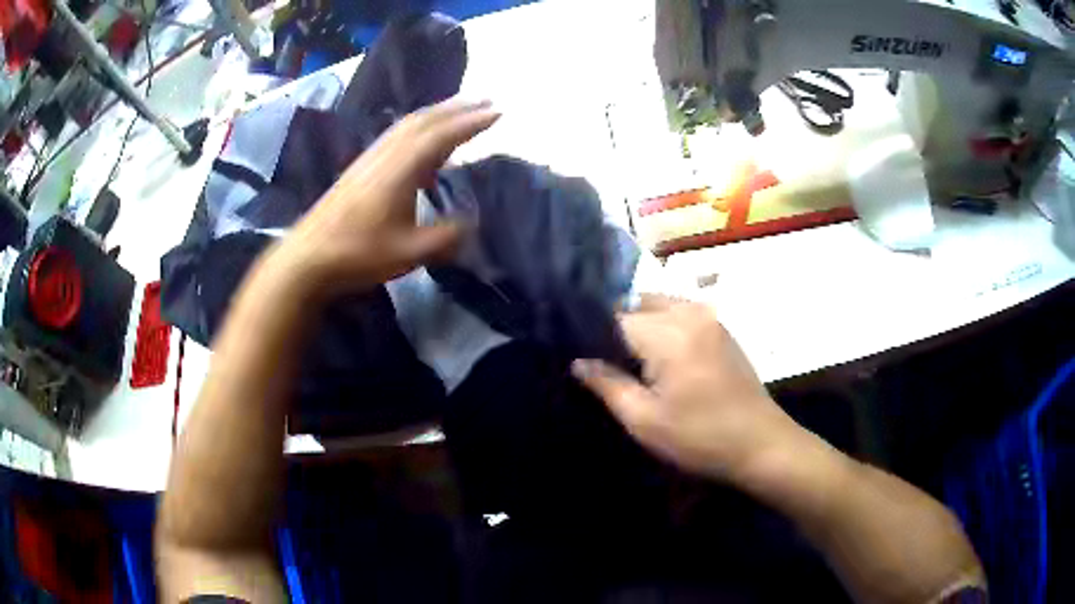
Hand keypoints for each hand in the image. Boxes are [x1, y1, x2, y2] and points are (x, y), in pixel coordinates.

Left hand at [277, 99, 499, 296]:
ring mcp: (371, 158)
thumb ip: (445, 237)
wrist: (308, 257)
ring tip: (460, 110)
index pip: (442, 136)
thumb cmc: (358, 253)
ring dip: (437, 112)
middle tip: (486, 100)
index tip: (498, 112)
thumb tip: (471, 224)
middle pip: (425, 120)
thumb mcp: (409, 252)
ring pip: (408, 124)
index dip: (471, 123)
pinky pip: (396, 134)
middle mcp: (387, 155)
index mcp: (402, 169)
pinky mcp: (361, 167)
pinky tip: (421, 138)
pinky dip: (418, 126)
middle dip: (458, 108)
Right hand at [572, 295, 795, 481]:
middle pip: (638, 303)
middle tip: (610, 366)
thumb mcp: (644, 420)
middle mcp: (689, 312)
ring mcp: (710, 317)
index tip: (585, 361)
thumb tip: (579, 362)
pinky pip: (682, 313)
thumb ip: (607, 385)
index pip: (615, 318)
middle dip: (619, 328)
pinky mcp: (722, 328)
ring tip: (635, 364)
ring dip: (643, 326)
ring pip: (660, 305)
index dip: (595, 338)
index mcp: (668, 332)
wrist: (760, 444)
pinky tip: (663, 360)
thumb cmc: (699, 437)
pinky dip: (665, 327)